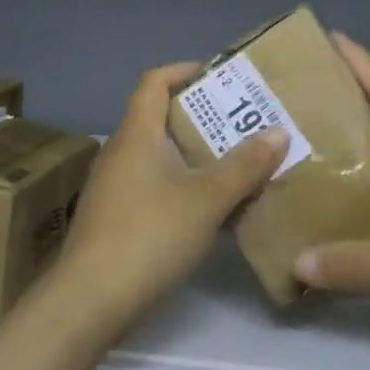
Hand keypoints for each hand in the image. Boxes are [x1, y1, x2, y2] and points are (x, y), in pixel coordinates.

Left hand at [52, 63, 287, 333]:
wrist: (90, 299)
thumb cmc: (149, 234)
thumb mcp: (207, 199)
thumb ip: (244, 165)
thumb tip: (279, 131)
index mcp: (137, 134)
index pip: (154, 81)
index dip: (185, 70)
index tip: (221, 76)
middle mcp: (121, 152)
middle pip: (161, 119)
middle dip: (204, 118)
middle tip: (245, 125)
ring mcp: (115, 186)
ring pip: (161, 157)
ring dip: (197, 157)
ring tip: (238, 165)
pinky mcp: (116, 217)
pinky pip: (155, 186)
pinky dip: (184, 187)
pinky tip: (212, 210)